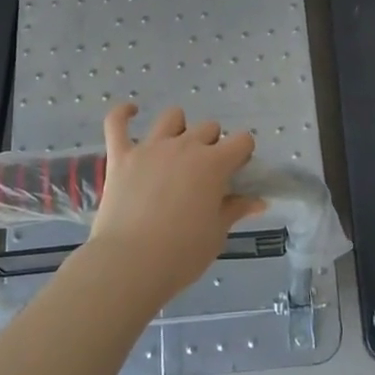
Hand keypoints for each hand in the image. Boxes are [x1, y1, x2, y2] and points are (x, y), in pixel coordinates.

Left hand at [83, 103, 266, 308]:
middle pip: (208, 128)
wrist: (131, 263)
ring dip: (179, 128)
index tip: (237, 172)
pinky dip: (123, 113)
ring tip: (177, 148)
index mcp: (214, 164)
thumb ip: (235, 210)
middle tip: (206, 173)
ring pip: (172, 117)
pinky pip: (117, 123)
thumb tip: (258, 201)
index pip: (242, 140)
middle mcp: (185, 146)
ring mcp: (150, 148)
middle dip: (213, 144)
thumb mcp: (216, 234)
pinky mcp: (121, 156)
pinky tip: (131, 110)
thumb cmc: (182, 253)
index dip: (243, 154)